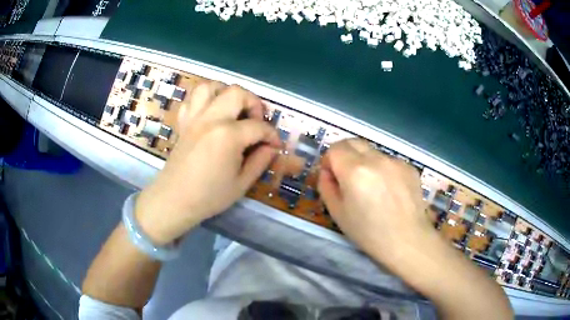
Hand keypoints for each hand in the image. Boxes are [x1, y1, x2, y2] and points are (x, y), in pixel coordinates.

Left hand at [135, 82, 280, 244]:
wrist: (174, 200)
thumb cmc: (209, 196)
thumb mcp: (242, 184)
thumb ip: (260, 161)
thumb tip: (272, 147)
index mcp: (228, 136)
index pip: (258, 127)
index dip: (272, 135)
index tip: (276, 145)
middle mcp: (211, 119)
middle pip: (237, 93)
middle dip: (253, 103)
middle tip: (256, 121)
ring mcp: (194, 118)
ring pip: (209, 87)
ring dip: (225, 93)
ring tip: (232, 109)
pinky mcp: (183, 123)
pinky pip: (191, 100)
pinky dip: (203, 100)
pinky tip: (210, 114)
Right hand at [318, 138, 436, 267]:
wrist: (407, 241)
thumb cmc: (369, 233)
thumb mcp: (337, 213)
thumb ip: (326, 186)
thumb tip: (327, 172)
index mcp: (355, 171)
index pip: (335, 148)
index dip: (329, 160)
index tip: (332, 176)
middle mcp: (376, 159)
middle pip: (353, 142)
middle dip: (345, 155)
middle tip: (347, 177)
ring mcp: (396, 161)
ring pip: (372, 152)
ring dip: (365, 162)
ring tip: (372, 187)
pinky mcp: (410, 167)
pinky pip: (389, 161)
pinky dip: (383, 170)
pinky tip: (389, 191)